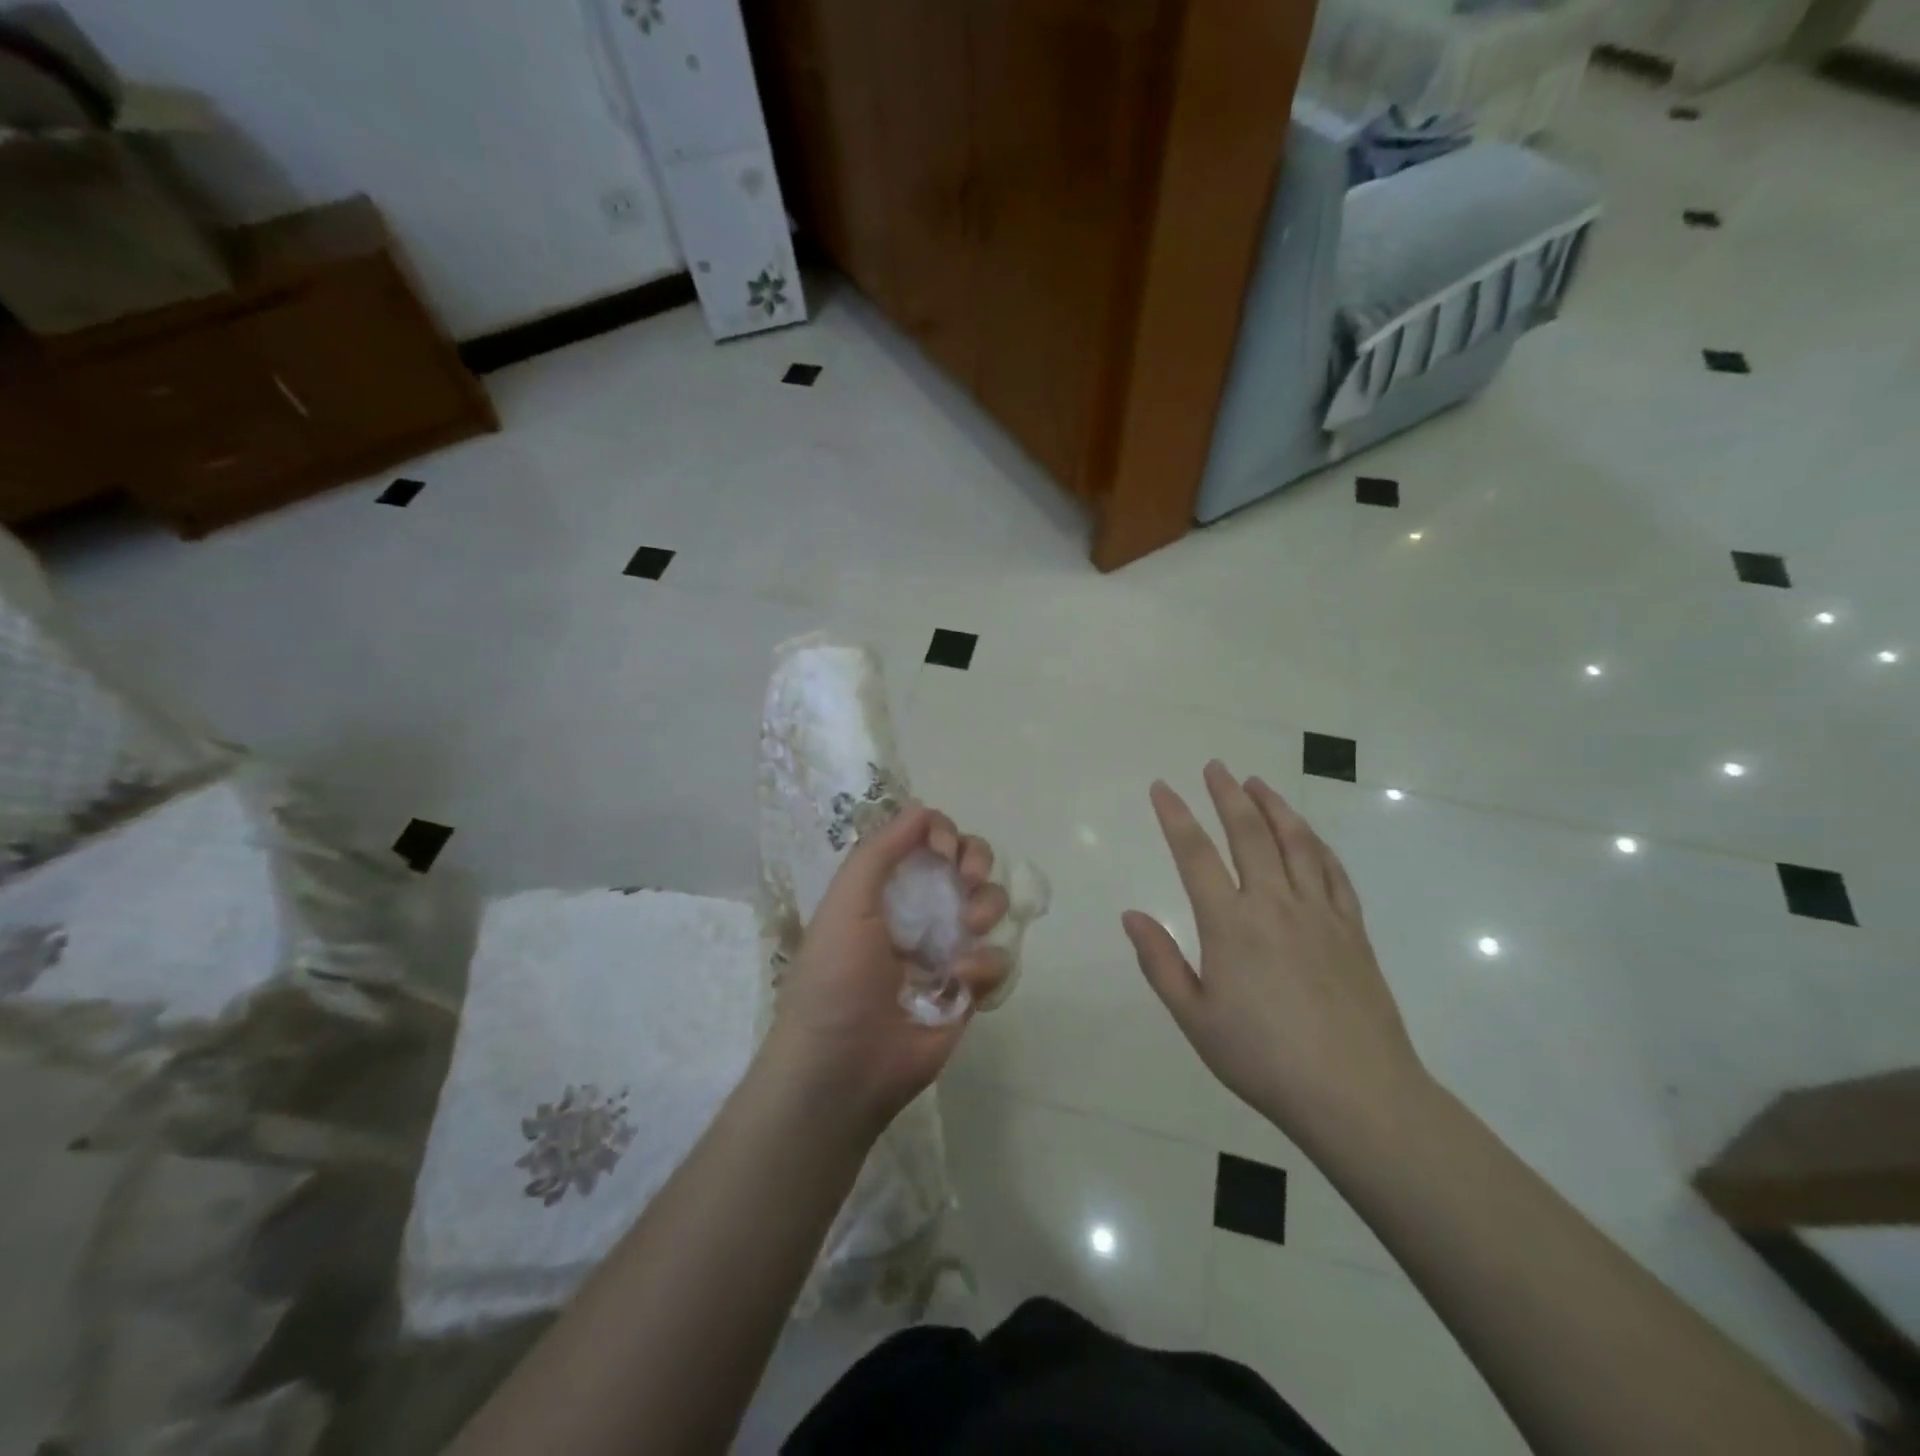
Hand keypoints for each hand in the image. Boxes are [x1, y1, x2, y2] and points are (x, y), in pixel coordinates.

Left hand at [763, 804, 1009, 1137]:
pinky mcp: (970, 989)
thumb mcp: (845, 903)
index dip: (942, 834)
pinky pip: (997, 957)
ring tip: (968, 929)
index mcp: (886, 888)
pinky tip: (961, 981)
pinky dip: (986, 963)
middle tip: (969, 878)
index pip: (926, 841)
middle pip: (966, 863)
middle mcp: (919, 911)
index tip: (943, 850)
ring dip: (986, 905)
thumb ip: (879, 852)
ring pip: (990, 903)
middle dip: (976, 860)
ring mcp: (947, 948)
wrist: (844, 1068)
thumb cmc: (835, 978)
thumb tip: (922, 810)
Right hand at [1122, 761, 1428, 1144]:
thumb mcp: (1195, 1018)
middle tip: (1215, 767)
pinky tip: (1309, 836)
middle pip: (1249, 834)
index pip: (1196, 854)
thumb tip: (1131, 915)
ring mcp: (1319, 913)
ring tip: (1257, 784)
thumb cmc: (1263, 1059)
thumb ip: (1160, 962)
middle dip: (1227, 796)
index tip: (1162, 788)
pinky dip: (1317, 845)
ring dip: (1274, 808)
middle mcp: (1275, 904)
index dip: (1176, 816)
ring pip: (1296, 843)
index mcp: (1230, 924)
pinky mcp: (1352, 930)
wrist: (1357, 1095)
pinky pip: (1333, 872)